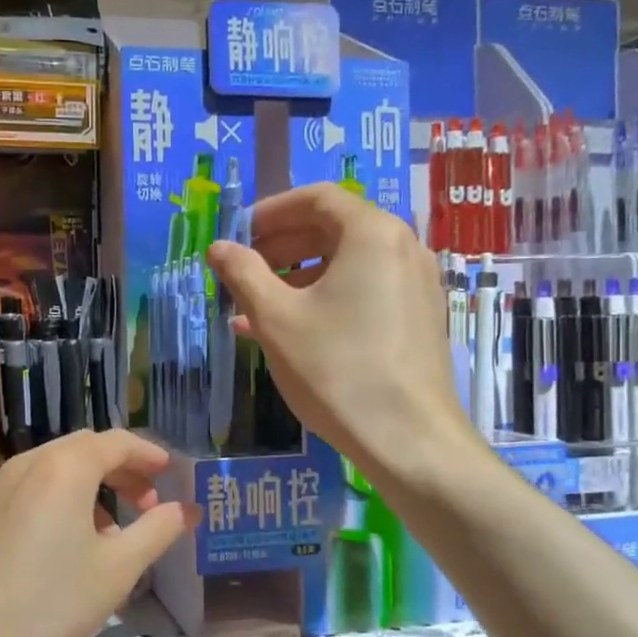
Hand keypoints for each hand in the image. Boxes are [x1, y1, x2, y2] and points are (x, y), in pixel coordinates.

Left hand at [0, 430, 195, 636]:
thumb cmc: (49, 605)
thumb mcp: (117, 570)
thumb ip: (158, 531)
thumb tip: (188, 509)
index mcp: (64, 468)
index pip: (116, 442)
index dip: (149, 454)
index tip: (172, 474)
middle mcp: (27, 464)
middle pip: (84, 450)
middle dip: (122, 470)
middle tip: (149, 505)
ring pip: (55, 469)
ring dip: (91, 485)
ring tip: (112, 531)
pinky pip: (31, 489)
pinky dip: (60, 499)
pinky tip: (66, 543)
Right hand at [206, 183, 474, 472]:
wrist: (408, 439)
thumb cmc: (336, 368)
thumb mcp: (276, 319)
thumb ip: (244, 274)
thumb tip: (219, 247)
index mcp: (372, 233)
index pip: (316, 198)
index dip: (271, 211)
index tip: (238, 234)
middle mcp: (402, 247)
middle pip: (334, 227)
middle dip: (283, 244)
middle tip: (244, 269)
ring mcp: (416, 284)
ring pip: (349, 262)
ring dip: (300, 274)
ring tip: (258, 303)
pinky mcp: (418, 317)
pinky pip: (365, 289)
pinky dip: (326, 297)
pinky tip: (292, 328)